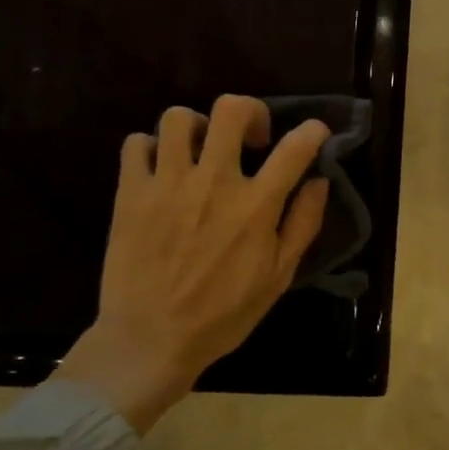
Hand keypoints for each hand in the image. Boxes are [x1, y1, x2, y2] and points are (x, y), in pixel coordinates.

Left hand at [55, 95, 331, 431]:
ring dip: (197, 128)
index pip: (295, 147)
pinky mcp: (130, 193)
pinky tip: (161, 170)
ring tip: (200, 153)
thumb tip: (318, 181)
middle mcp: (213, 182)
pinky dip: (151, 148)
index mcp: (256, 205)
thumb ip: (303, 224)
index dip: (312, 131)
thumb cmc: (223, 314)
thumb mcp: (279, 277)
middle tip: (250, 140)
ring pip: (178, 118)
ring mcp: (167, 184)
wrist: (150, 340)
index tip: (314, 134)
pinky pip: (136, 143)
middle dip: (249, 112)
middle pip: (231, 110)